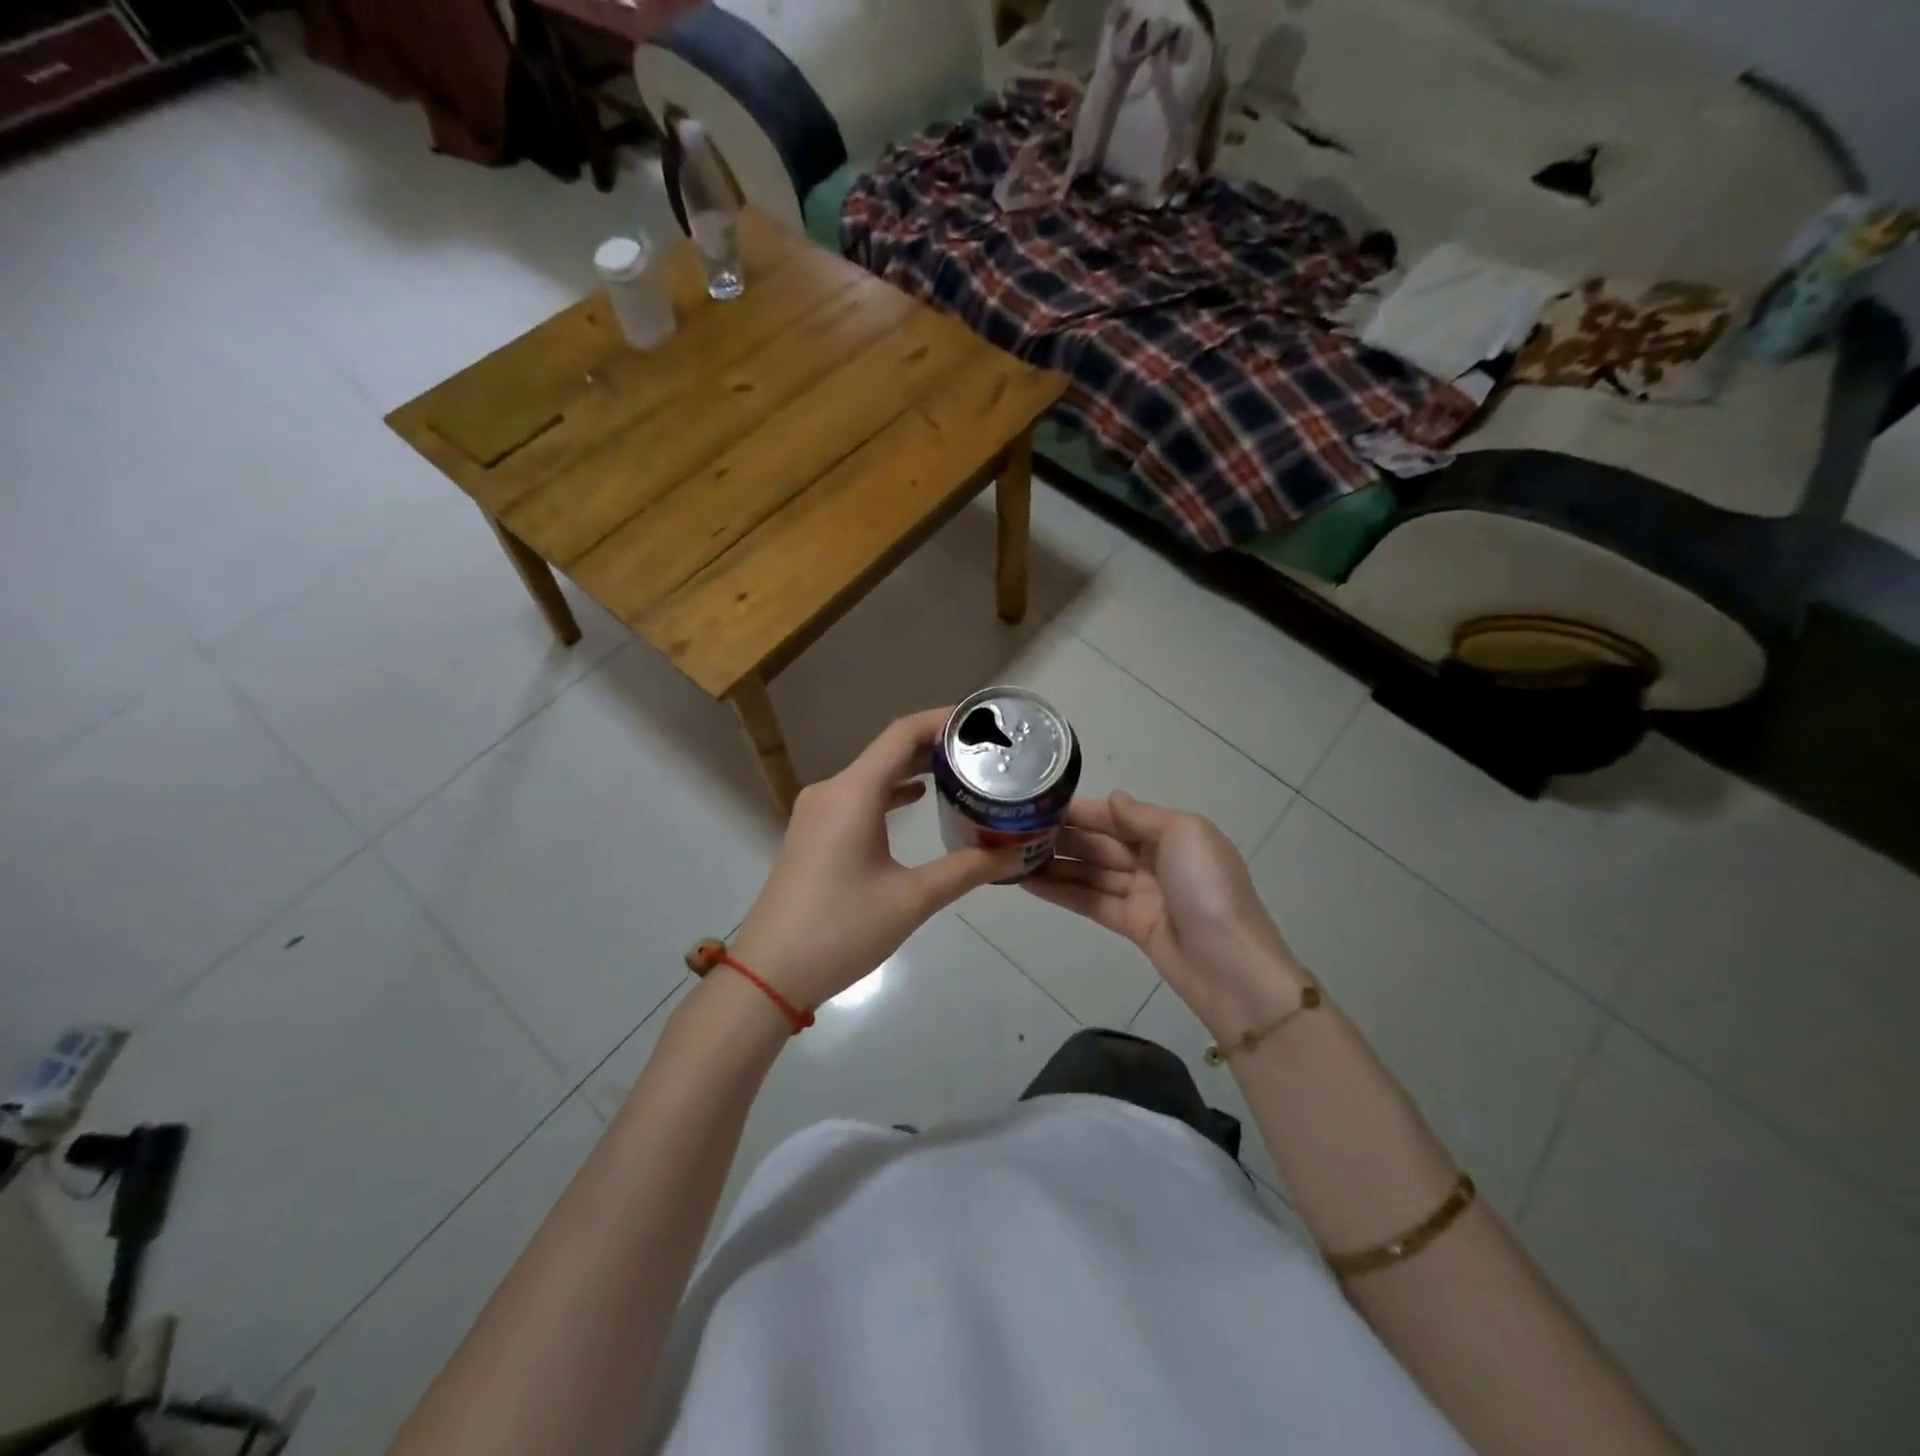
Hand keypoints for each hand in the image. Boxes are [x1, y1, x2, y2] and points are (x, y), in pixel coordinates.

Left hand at [729, 710, 1024, 1012]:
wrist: (768, 974)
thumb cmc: (841, 930)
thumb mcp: (911, 900)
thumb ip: (966, 870)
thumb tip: (1015, 854)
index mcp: (852, 794)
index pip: (902, 735)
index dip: (942, 721)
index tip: (981, 721)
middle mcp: (831, 791)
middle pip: (888, 751)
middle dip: (934, 746)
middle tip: (983, 750)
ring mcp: (816, 813)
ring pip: (871, 775)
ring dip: (912, 769)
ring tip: (959, 771)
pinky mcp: (812, 834)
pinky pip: (857, 797)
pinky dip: (890, 793)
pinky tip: (917, 800)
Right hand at [1024, 793, 1313, 1038]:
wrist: (1229, 967)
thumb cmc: (1208, 889)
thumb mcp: (1184, 834)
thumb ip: (1143, 816)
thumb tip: (1114, 798)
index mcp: (1172, 834)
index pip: (1117, 816)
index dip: (1081, 811)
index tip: (1040, 805)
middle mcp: (1155, 860)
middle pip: (1100, 843)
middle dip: (1061, 836)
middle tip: (1014, 830)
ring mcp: (1142, 894)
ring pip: (1090, 873)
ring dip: (1054, 864)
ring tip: (1011, 855)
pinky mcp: (1131, 925)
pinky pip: (1090, 901)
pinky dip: (1061, 892)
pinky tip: (1028, 883)